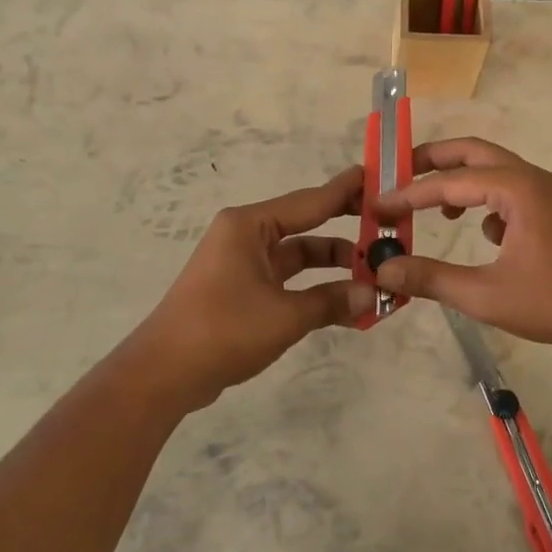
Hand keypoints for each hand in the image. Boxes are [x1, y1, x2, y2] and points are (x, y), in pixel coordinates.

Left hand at [132, 166, 375, 404]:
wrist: (164, 373)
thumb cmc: (224, 329)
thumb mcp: (285, 315)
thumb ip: (332, 300)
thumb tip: (375, 295)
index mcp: (250, 225)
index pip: (310, 201)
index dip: (346, 191)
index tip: (377, 177)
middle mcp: (246, 236)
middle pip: (306, 227)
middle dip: (346, 233)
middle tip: (387, 232)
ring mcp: (242, 264)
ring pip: (298, 257)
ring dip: (333, 268)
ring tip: (376, 277)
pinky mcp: (241, 291)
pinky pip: (287, 282)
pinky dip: (314, 290)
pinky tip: (346, 305)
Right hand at [372, 138, 551, 354]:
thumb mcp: (485, 295)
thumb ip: (431, 279)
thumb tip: (384, 272)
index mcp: (515, 188)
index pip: (449, 182)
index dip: (408, 194)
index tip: (376, 206)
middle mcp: (532, 178)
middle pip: (473, 153)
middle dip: (432, 162)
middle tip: (397, 175)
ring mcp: (547, 192)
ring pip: (493, 171)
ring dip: (460, 182)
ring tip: (432, 209)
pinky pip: (510, 190)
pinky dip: (485, 201)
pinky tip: (482, 234)